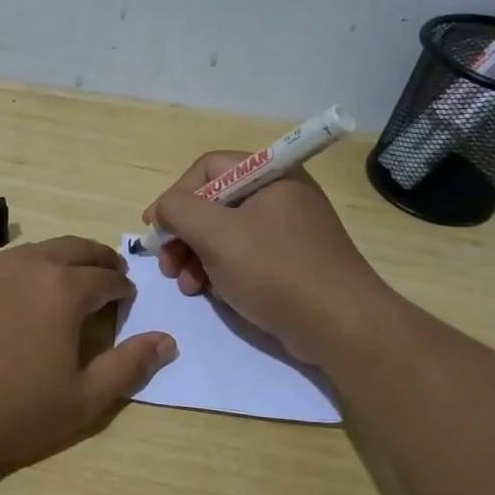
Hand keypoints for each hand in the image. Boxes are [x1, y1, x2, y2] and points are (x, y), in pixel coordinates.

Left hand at [0, 236, 177, 475]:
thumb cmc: (9, 410)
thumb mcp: (82, 400)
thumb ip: (128, 366)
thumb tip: (166, 341)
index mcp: (63, 288)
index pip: (106, 278)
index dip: (122, 289)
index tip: (126, 300)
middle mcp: (27, 265)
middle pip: (74, 249)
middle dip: (98, 261)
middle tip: (109, 276)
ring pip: (36, 252)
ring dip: (60, 261)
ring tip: (66, 284)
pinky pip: (3, 265)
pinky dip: (24, 272)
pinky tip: (17, 299)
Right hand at [143, 153, 393, 363]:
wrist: (339, 326)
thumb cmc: (275, 270)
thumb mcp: (217, 234)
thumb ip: (179, 210)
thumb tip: (164, 208)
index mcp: (270, 175)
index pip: (208, 168)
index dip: (175, 195)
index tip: (155, 230)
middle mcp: (280, 195)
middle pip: (214, 202)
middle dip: (183, 234)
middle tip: (167, 265)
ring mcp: (286, 231)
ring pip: (224, 233)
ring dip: (196, 256)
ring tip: (187, 285)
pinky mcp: (289, 262)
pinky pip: (243, 256)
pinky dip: (219, 270)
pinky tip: (209, 292)